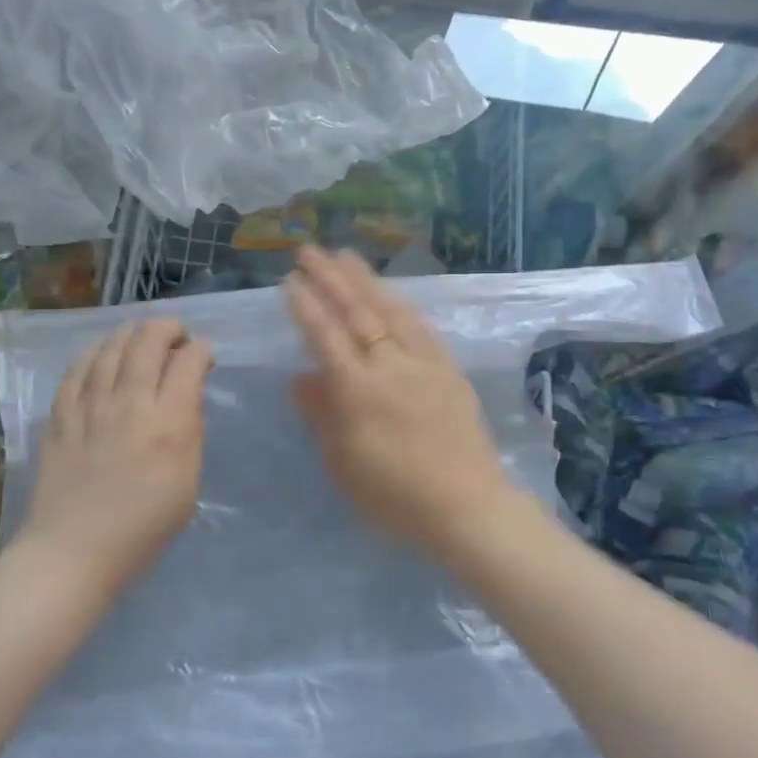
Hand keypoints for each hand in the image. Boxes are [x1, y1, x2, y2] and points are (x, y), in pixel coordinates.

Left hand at [19, 318, 213, 586]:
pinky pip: (77, 368)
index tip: (205, 356)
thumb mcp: (188, 483)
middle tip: (176, 336)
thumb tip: (185, 398)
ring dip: (132, 334)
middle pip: (148, 340)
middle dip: (168, 328)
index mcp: (168, 423)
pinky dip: (95, 353)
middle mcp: (130, 403)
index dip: (201, 350)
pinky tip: (103, 355)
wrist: (74, 550)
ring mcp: (90, 405)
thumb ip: (189, 433)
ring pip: (112, 346)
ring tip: (142, 338)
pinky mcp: (61, 414)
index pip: (189, 361)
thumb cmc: (143, 527)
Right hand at [284, 246, 520, 551]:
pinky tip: (391, 293)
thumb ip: (321, 415)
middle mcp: (390, 366)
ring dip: (365, 280)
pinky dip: (401, 304)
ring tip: (346, 255)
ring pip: (390, 310)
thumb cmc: (395, 496)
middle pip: (356, 312)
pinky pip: (421, 326)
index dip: (306, 306)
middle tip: (309, 250)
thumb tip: (300, 376)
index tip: (290, 280)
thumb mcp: (343, 464)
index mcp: (358, 391)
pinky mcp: (449, 369)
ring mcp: (424, 363)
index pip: (326, 336)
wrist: (467, 507)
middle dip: (330, 278)